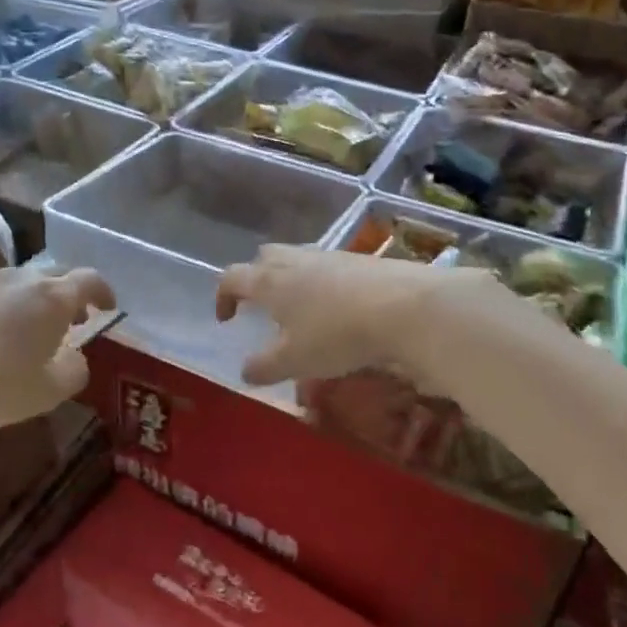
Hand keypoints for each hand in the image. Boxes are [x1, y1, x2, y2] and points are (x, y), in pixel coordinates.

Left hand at [0, 266, 115, 486]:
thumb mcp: (50, 391)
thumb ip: (74, 369)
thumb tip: (74, 357)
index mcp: (52, 298)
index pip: (89, 280)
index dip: (102, 291)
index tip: (107, 307)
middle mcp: (18, 279)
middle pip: (51, 277)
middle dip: (63, 297)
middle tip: (67, 322)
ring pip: (12, 284)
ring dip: (24, 302)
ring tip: (19, 329)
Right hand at [214, 244, 501, 386]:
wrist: (404, 306)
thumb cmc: (336, 334)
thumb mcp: (295, 361)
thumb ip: (265, 367)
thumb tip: (246, 371)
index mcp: (269, 281)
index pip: (232, 277)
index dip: (223, 296)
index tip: (226, 319)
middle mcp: (294, 260)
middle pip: (264, 257)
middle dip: (256, 278)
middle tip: (262, 306)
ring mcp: (329, 256)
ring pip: (297, 259)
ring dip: (290, 280)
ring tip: (300, 311)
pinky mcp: (359, 260)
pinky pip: (328, 267)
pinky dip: (321, 284)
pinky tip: (337, 309)